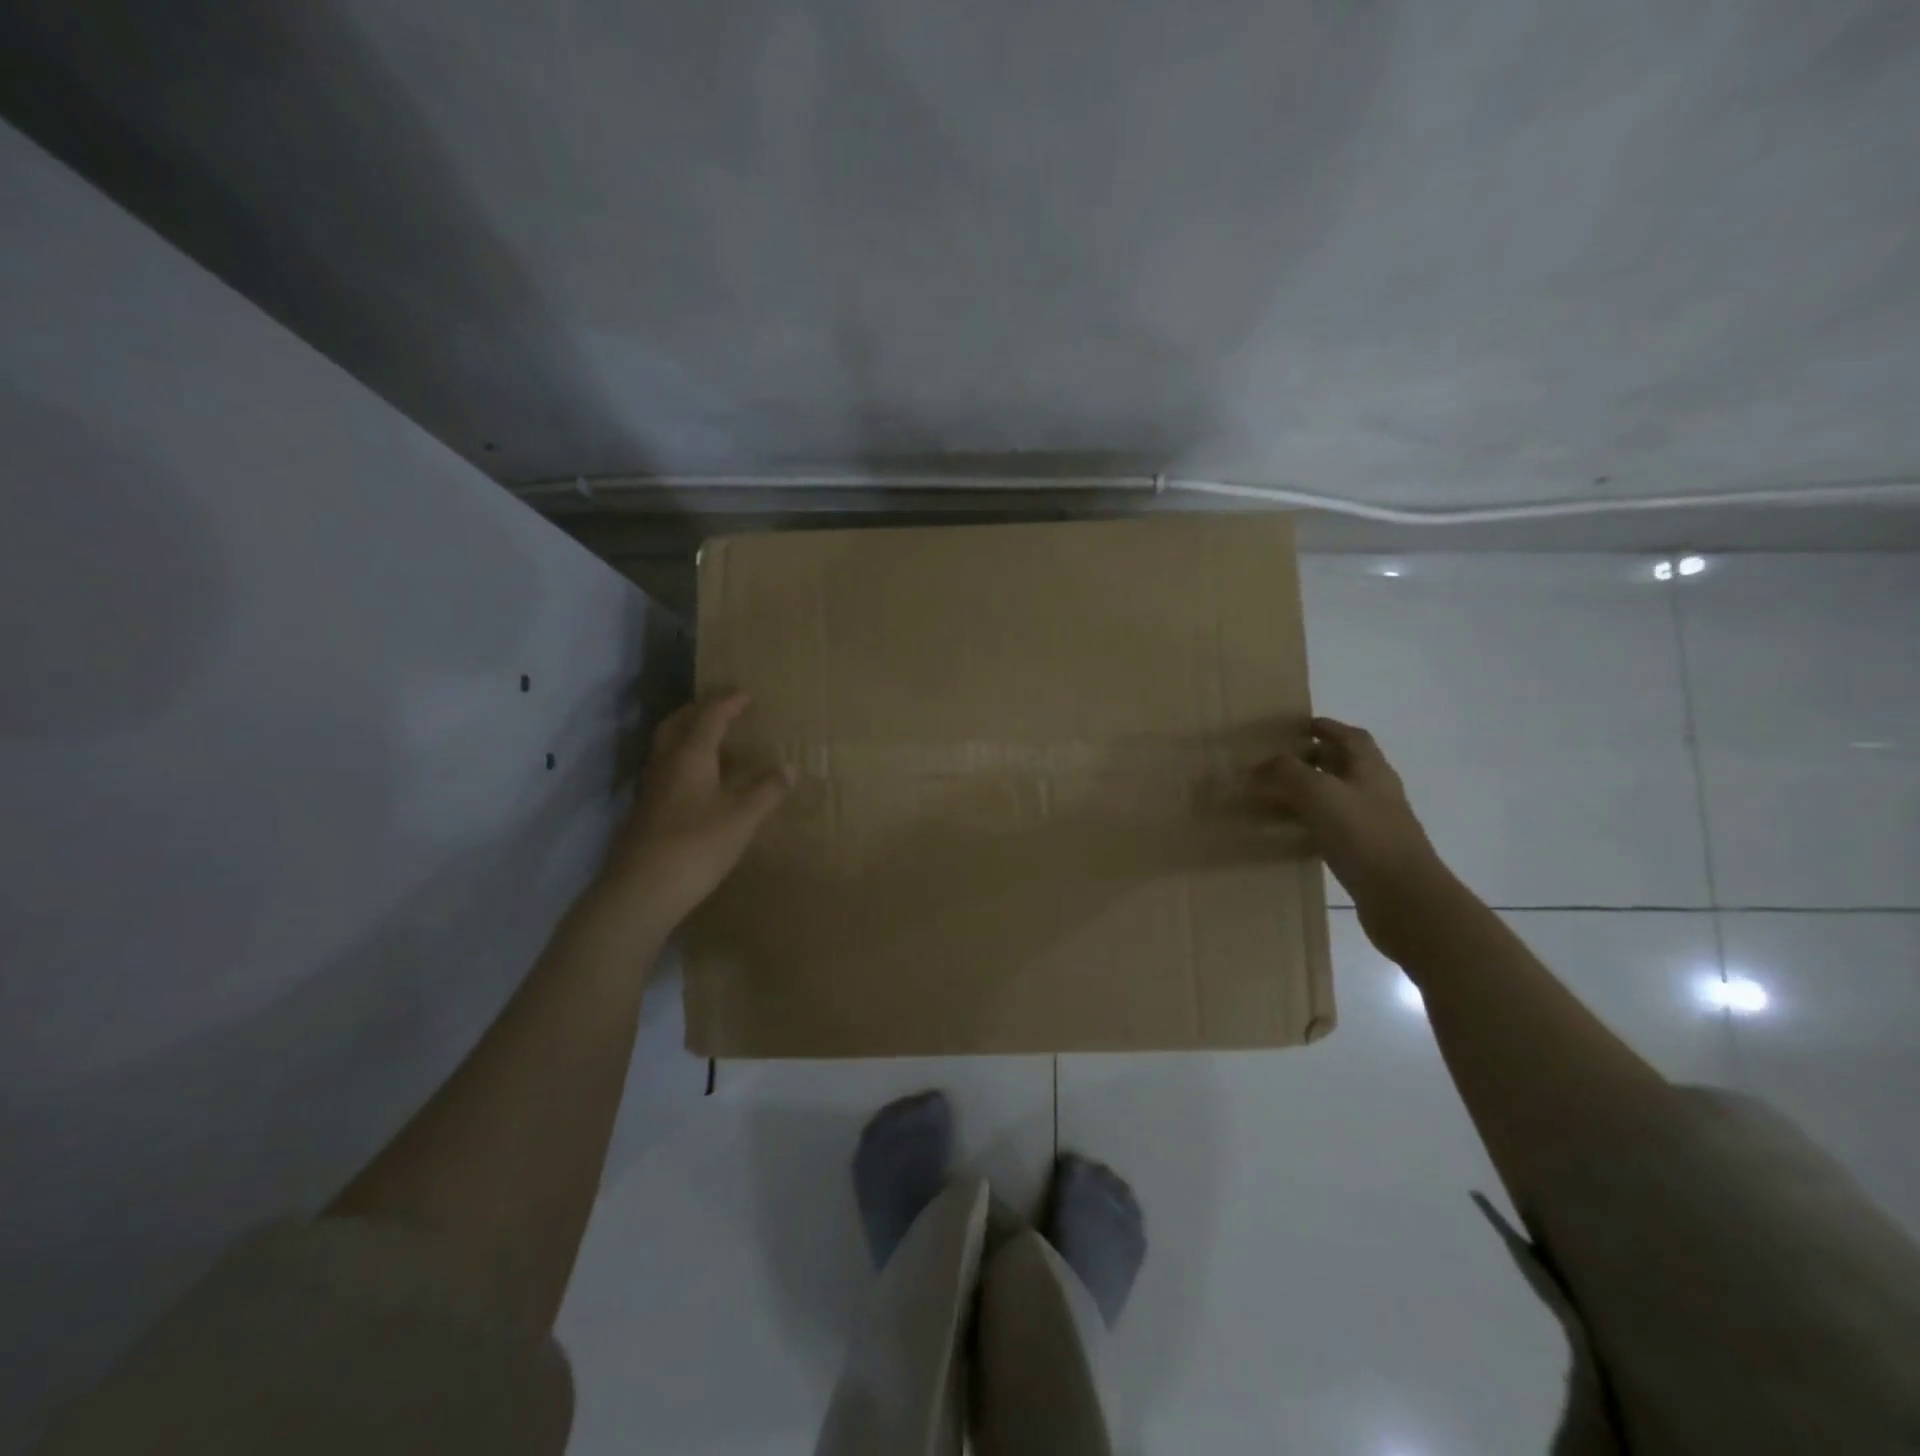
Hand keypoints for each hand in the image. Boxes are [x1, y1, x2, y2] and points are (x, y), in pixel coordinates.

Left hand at [597, 692, 790, 928]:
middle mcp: (665, 764)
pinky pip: (667, 772)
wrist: (643, 890)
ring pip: (667, 749)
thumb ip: (767, 791)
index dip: (728, 704)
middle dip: (699, 712)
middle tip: (721, 710)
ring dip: (688, 737)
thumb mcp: (743, 818)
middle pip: (677, 725)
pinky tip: (701, 784)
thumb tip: (790, 768)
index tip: (746, 695)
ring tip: (714, 743)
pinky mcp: (647, 812)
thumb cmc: (698, 845)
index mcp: (690, 756)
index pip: (709, 718)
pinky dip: (685, 763)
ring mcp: (651, 789)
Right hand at [1252, 718, 1442, 906]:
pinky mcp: (1367, 853)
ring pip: (1339, 797)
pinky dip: (1313, 822)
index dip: (1328, 728)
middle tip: (1279, 762)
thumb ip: (1287, 773)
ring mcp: (1374, 824)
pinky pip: (1335, 826)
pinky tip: (1293, 831)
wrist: (1403, 898)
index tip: (1300, 726)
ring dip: (1311, 791)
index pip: (1351, 737)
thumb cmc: (1363, 836)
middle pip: (1345, 765)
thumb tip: (1260, 765)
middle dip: (1315, 758)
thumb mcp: (1319, 794)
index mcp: (1371, 770)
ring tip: (1277, 795)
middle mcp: (1376, 792)